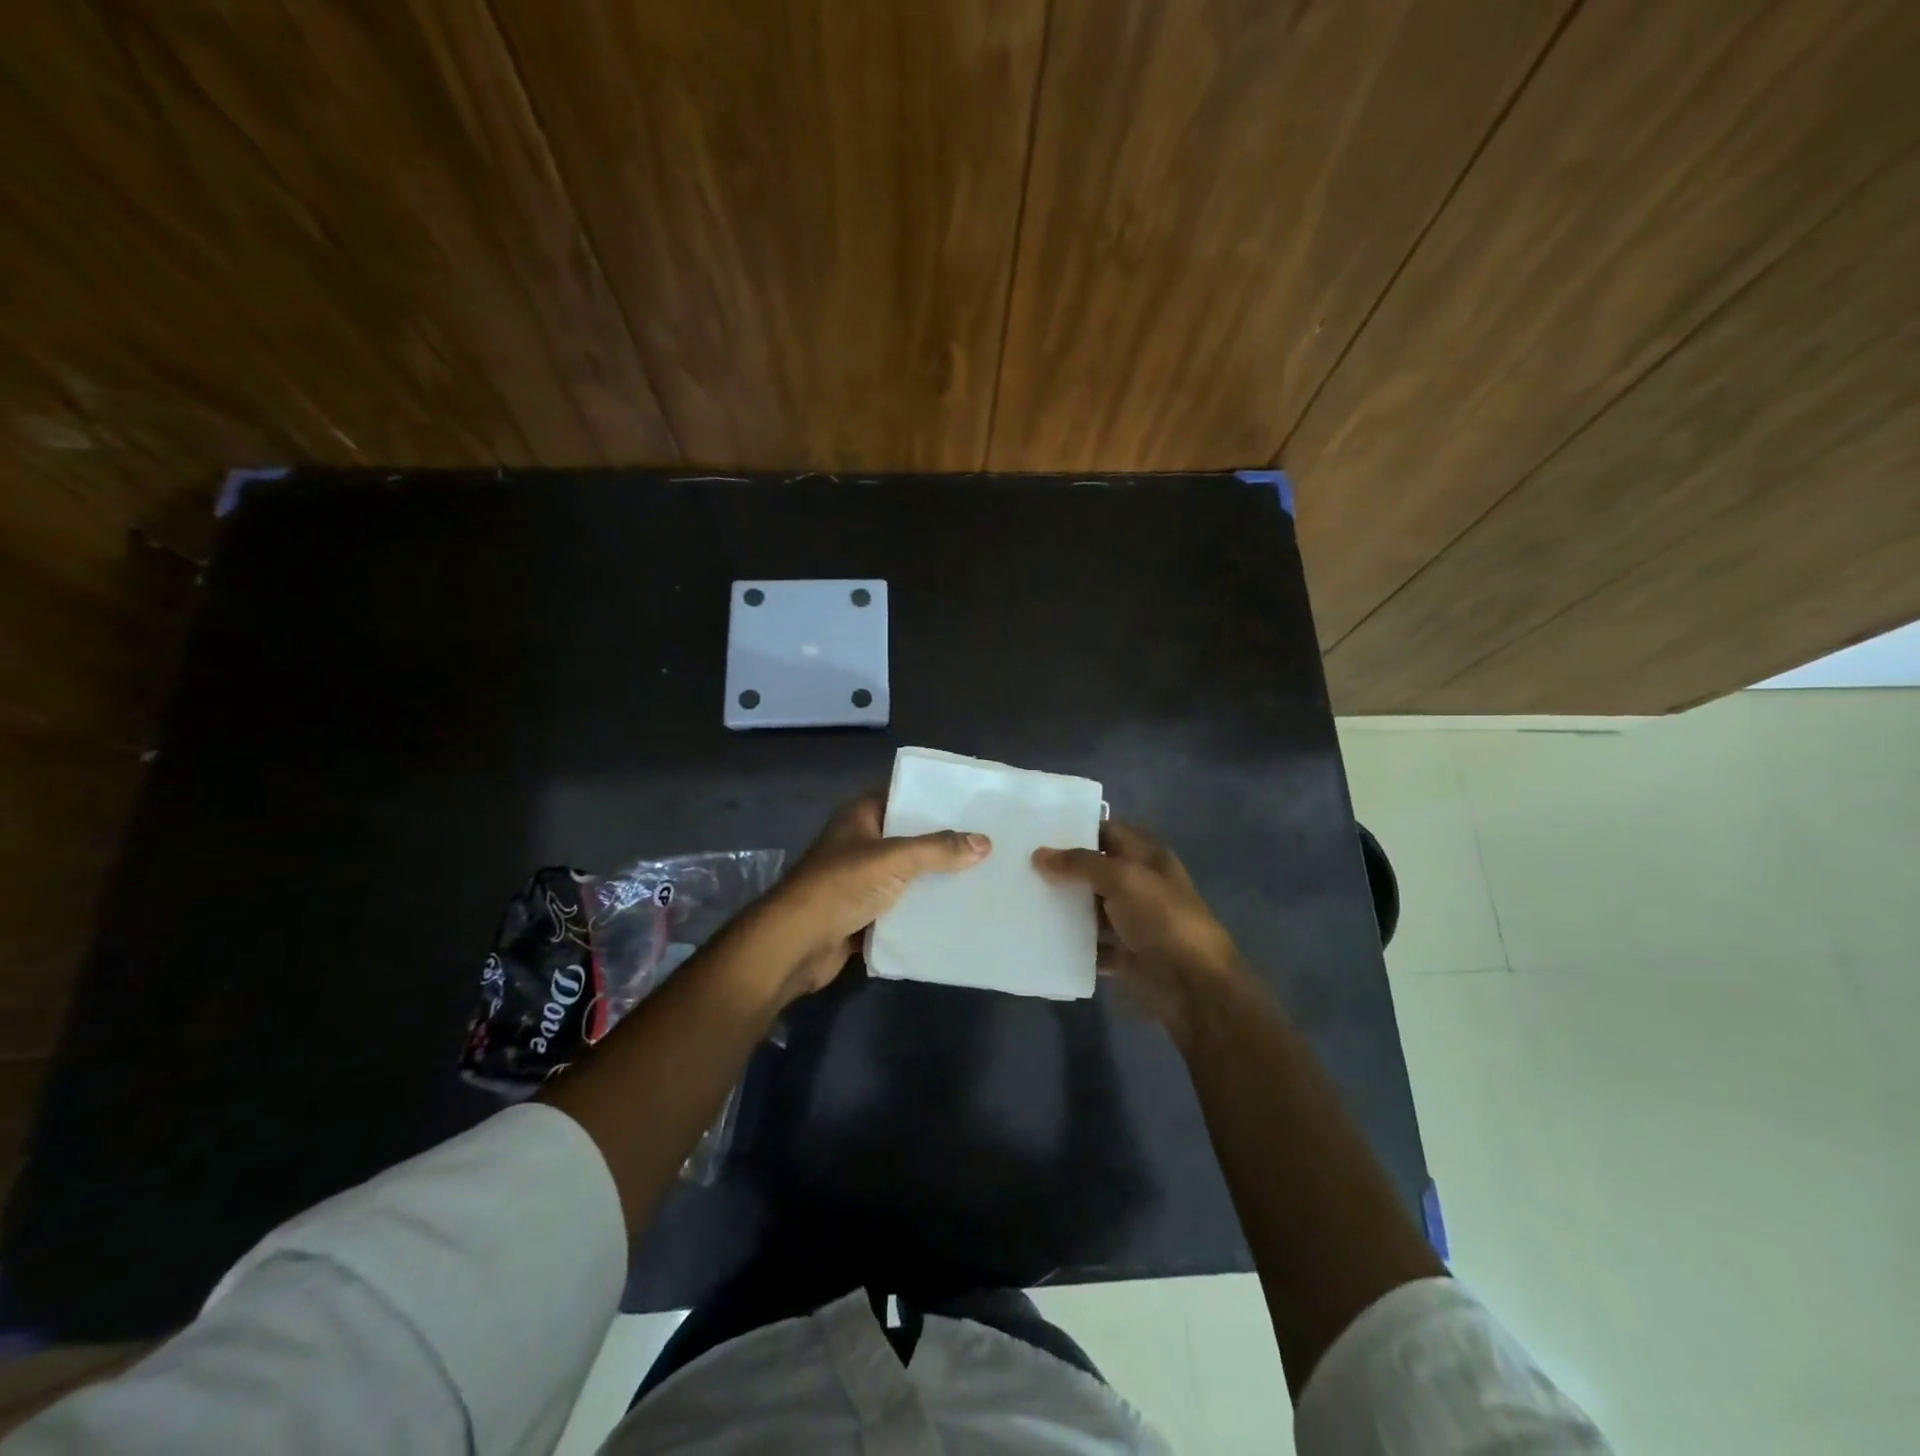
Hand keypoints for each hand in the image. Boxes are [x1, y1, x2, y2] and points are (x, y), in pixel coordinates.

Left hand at [753, 793, 990, 1001]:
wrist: (795, 945)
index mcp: (860, 817)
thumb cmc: (840, 886)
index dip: (934, 798)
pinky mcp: (863, 913)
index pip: (902, 796)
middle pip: (909, 836)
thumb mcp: (894, 859)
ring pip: (907, 873)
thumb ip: (938, 849)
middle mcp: (860, 843)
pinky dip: (922, 909)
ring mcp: (860, 879)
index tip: (972, 803)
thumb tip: (984, 842)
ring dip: (935, 878)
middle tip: (989, 841)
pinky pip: (901, 906)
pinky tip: (957, 911)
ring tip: (982, 875)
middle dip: (943, 841)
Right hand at [1033, 821, 1243, 1045]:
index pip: (1107, 833)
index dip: (1076, 830)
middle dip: (1062, 870)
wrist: (1194, 984)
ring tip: (1020, 899)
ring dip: (1063, 908)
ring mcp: (1132, 921)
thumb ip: (1080, 863)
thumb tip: (1039, 854)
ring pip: (1090, 909)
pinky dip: (1071, 944)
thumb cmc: (1162, 918)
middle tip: (1019, 866)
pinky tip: (1040, 938)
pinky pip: (1091, 945)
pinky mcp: (1124, 954)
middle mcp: (1140, 885)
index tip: (1037, 832)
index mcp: (1147, 857)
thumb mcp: (1122, 878)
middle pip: (1095, 871)